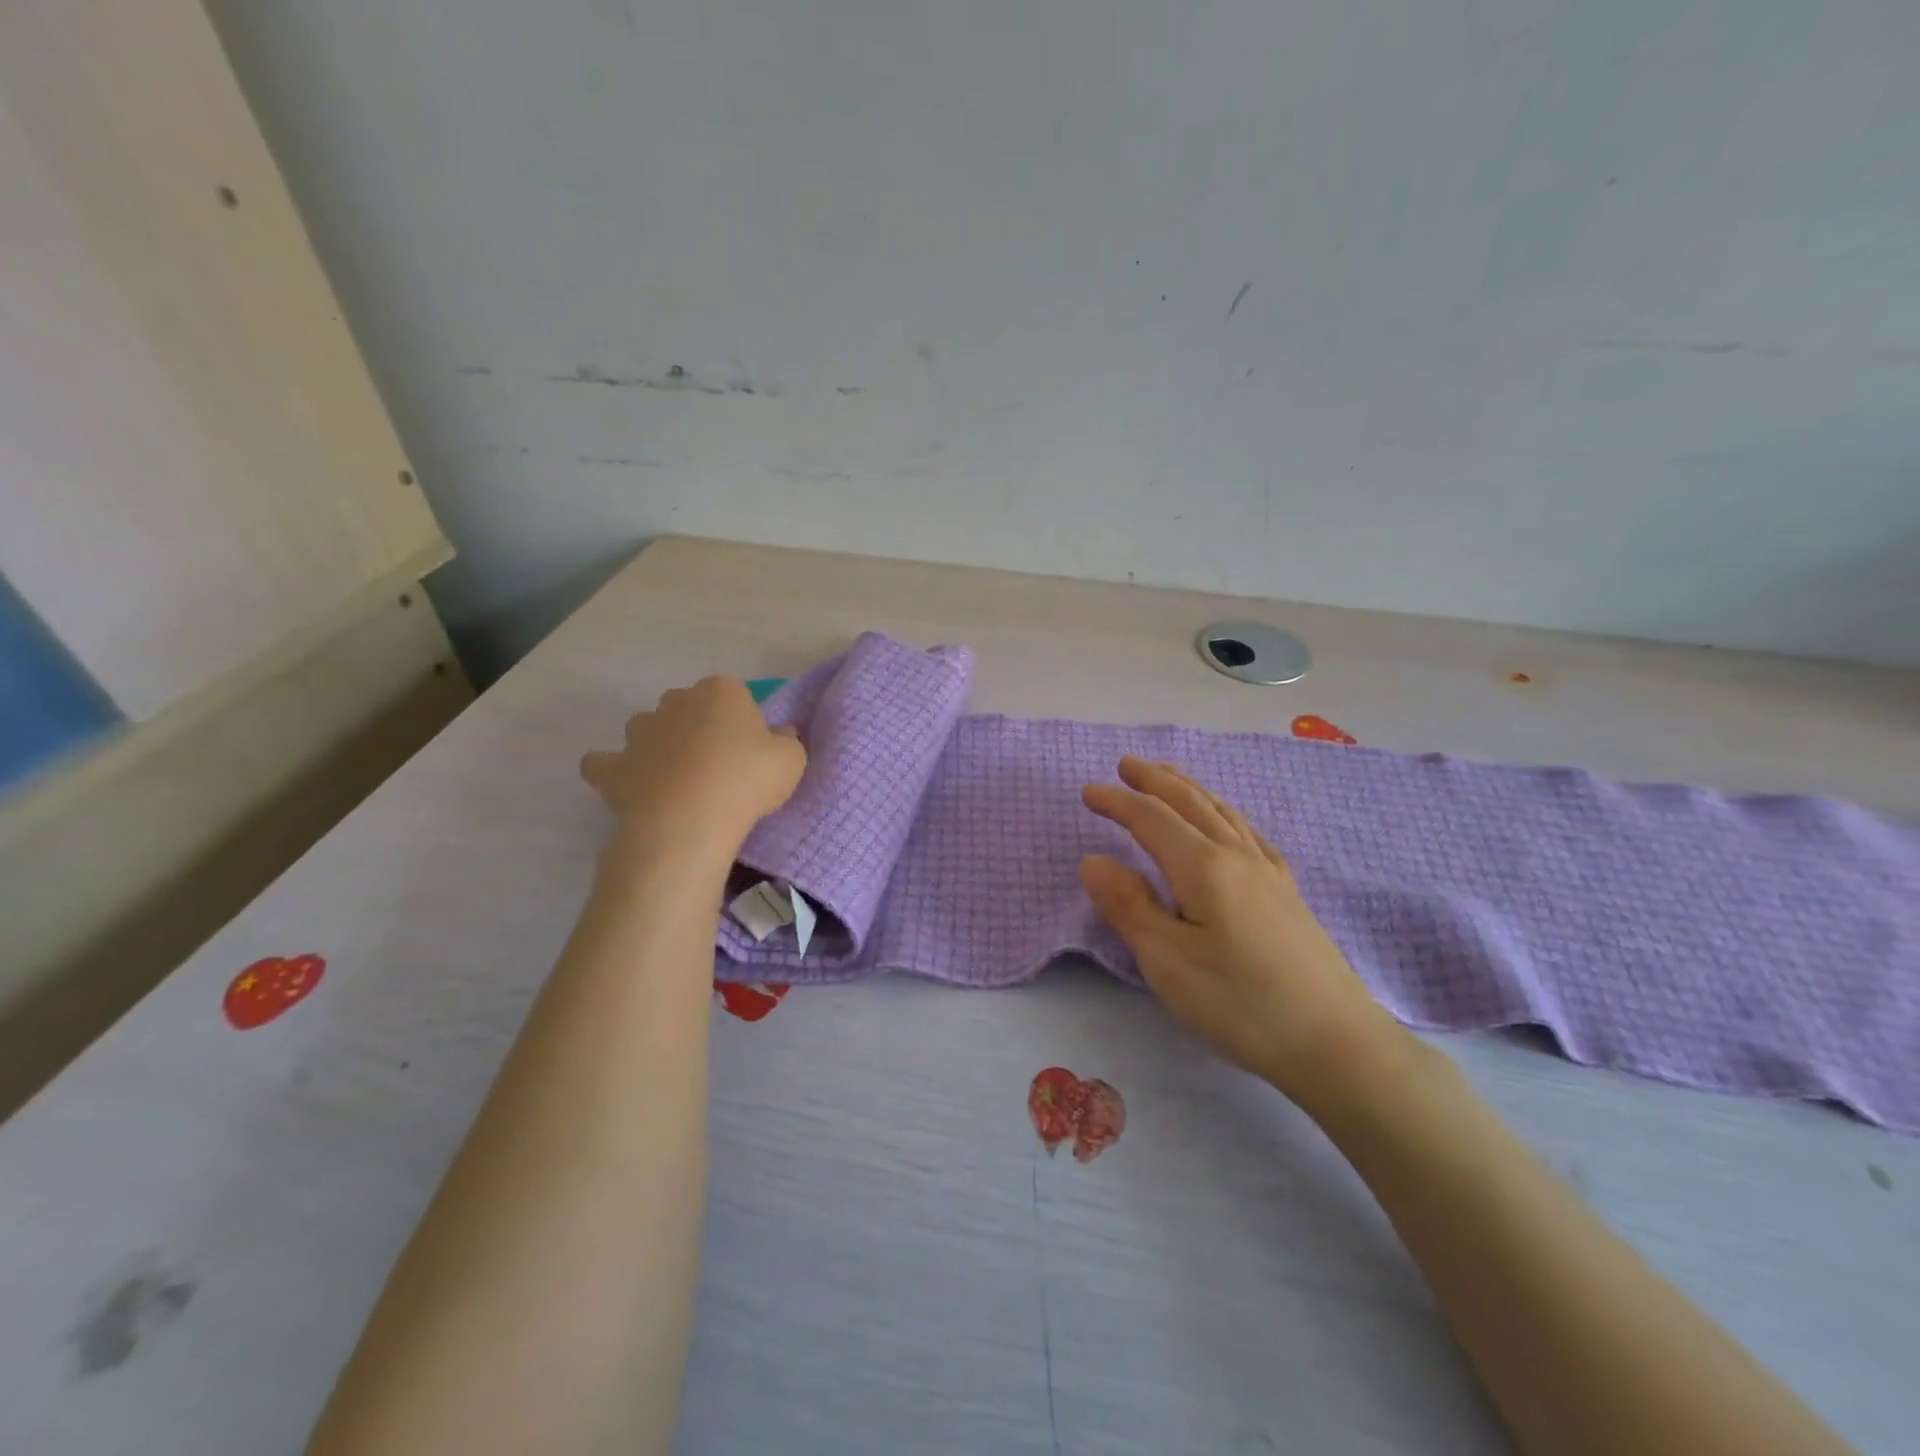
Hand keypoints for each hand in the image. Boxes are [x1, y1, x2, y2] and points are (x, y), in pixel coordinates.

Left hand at [581, 677, 805, 863]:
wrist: (690, 820)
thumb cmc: (747, 780)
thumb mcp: (791, 760)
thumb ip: (786, 741)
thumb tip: (778, 735)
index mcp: (721, 691)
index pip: (735, 695)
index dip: (744, 722)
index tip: (753, 751)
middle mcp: (675, 701)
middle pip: (688, 706)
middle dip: (699, 726)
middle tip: (719, 764)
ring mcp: (639, 732)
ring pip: (647, 728)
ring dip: (659, 744)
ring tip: (678, 778)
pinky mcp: (614, 767)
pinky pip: (604, 763)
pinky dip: (614, 770)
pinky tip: (630, 784)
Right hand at [1079, 757, 1409, 1109]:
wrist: (1337, 1043)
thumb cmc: (1241, 1005)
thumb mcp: (1168, 962)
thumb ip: (1128, 906)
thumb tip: (1092, 860)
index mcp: (1204, 868)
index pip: (1151, 819)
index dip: (1118, 802)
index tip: (1087, 791)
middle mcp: (1238, 856)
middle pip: (1190, 803)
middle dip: (1154, 780)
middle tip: (1126, 763)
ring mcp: (1268, 872)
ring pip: (1223, 812)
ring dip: (1190, 789)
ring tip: (1170, 777)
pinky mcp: (1287, 893)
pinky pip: (1250, 833)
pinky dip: (1226, 814)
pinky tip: (1229, 823)